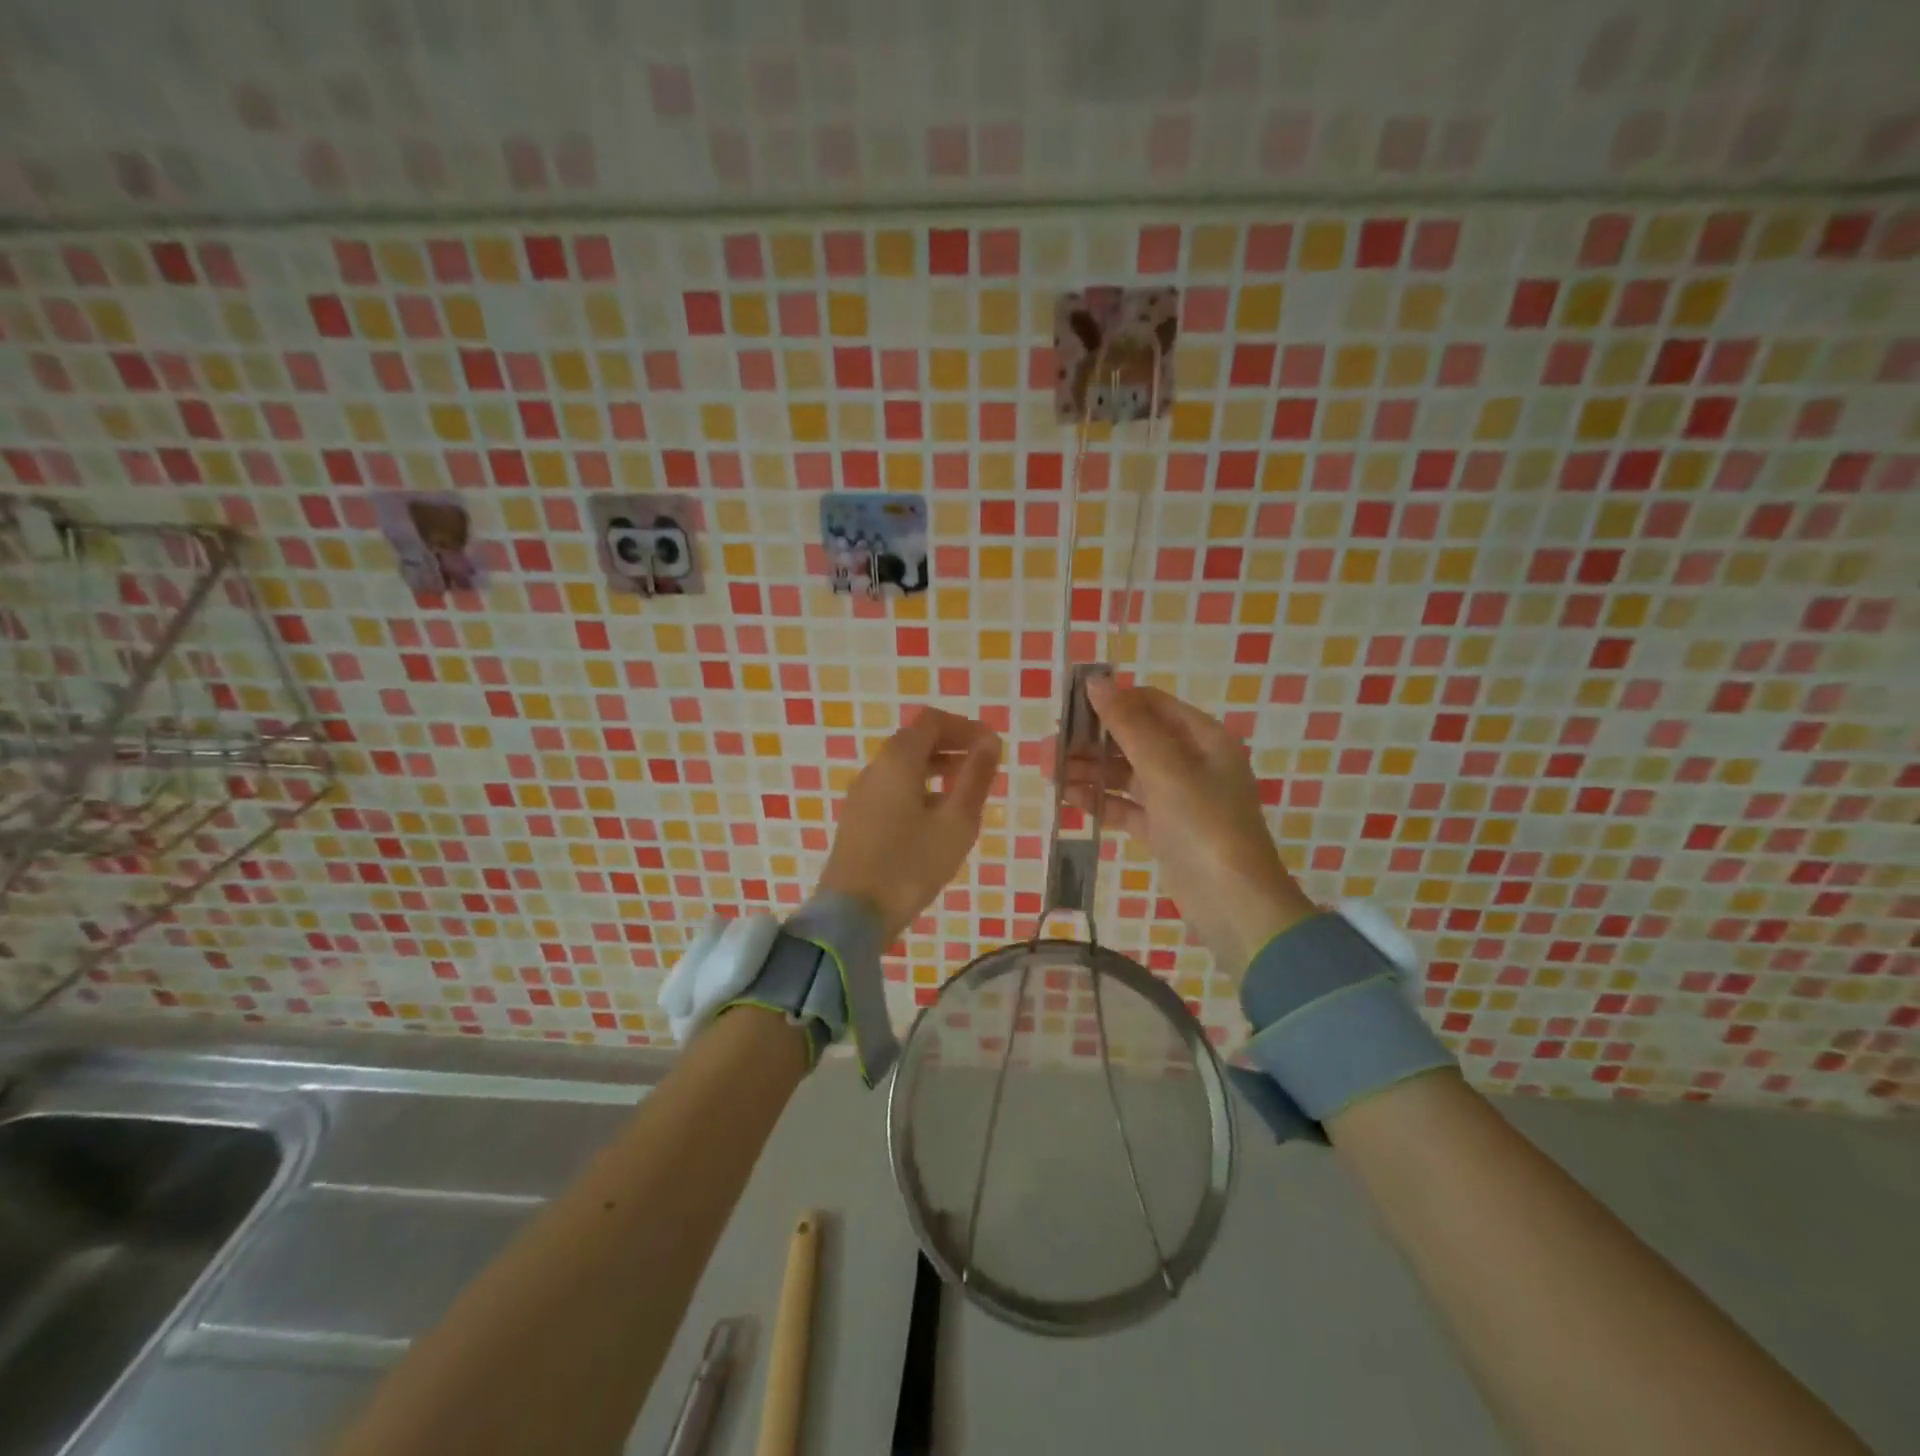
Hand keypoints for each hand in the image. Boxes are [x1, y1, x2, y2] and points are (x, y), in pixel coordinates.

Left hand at [817, 708, 1001, 944]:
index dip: (965, 726)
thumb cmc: (911, 865)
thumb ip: (975, 777)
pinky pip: (892, 788)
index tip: (991, 746)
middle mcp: (875, 768)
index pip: (932, 721)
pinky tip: (936, 819)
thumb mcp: (956, 822)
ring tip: (965, 793)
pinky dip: (919, 788)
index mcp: (898, 760)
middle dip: (951, 746)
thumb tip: (990, 740)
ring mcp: (861, 794)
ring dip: (936, 768)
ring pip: (903, 766)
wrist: (852, 914)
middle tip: (983, 768)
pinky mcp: (857, 819)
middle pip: (915, 740)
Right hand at [1053, 677, 1315, 979]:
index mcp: (1203, 738)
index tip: (1066, 711)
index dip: (1109, 703)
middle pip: (1133, 739)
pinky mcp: (1165, 830)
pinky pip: (1127, 805)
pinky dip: (1100, 801)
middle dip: (1090, 742)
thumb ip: (1128, 724)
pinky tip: (1068, 799)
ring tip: (1048, 775)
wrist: (1235, 907)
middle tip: (1046, 751)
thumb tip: (1096, 680)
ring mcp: (1179, 798)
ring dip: (1089, 771)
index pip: (1150, 704)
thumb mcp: (1166, 769)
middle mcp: (1192, 762)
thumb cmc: (1204, 827)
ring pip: (1126, 773)